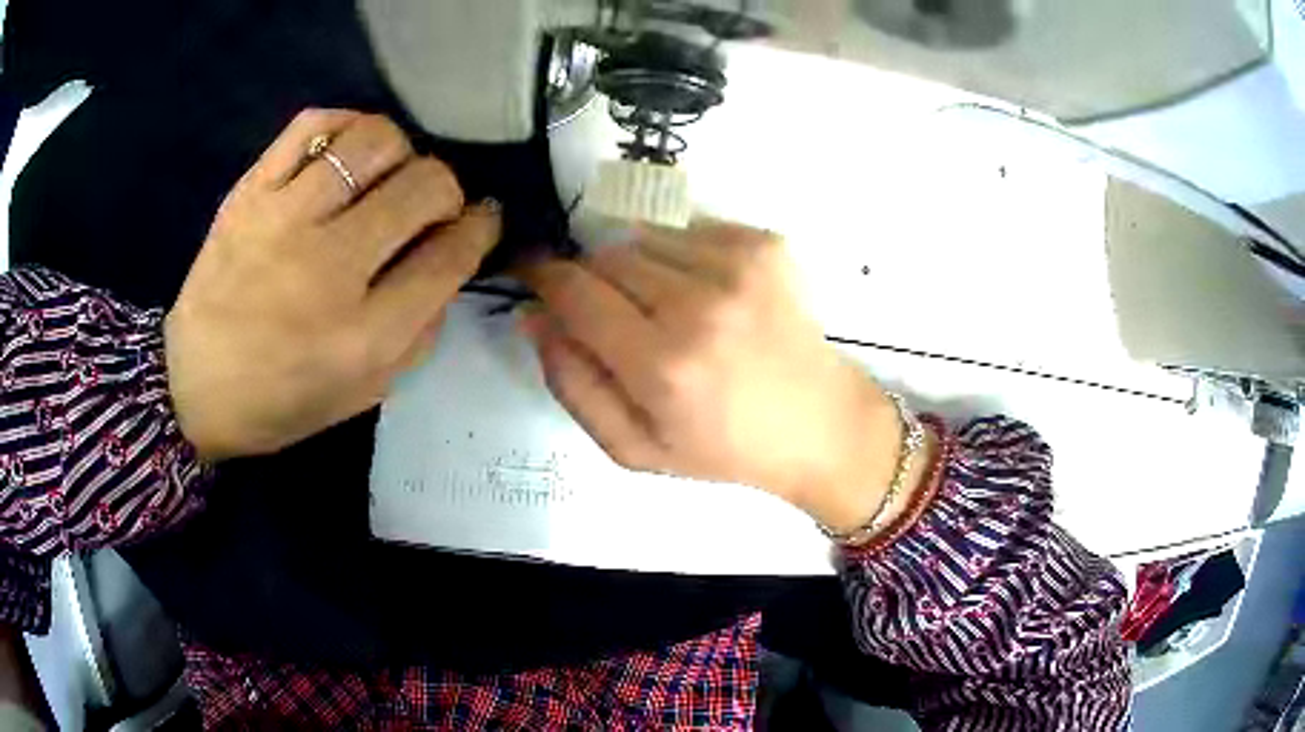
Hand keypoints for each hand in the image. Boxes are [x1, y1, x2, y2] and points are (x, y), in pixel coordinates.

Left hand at [166, 109, 500, 459]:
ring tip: (386, 176)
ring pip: (375, 142)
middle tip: (430, 206)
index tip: (481, 220)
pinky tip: (345, 152)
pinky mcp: (249, 191)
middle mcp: (328, 269)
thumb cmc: (281, 400)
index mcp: (363, 336)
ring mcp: (283, 220)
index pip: (450, 256)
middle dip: (447, 189)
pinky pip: (313, 125)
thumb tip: (449, 259)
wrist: (191, 386)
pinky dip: (345, 126)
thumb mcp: (366, 392)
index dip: (480, 229)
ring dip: (401, 153)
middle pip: (425, 187)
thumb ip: (421, 330)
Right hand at [520, 222, 923, 533]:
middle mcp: (700, 303)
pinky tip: (708, 294)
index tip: (532, 273)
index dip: (543, 276)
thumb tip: (535, 316)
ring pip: (644, 236)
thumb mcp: (634, 447)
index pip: (574, 291)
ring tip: (669, 308)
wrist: (819, 423)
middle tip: (620, 318)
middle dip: (594, 280)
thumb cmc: (724, 447)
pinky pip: (689, 229)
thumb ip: (572, 384)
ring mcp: (739, 264)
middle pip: (606, 257)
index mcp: (663, 365)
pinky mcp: (766, 243)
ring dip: (639, 267)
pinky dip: (680, 255)